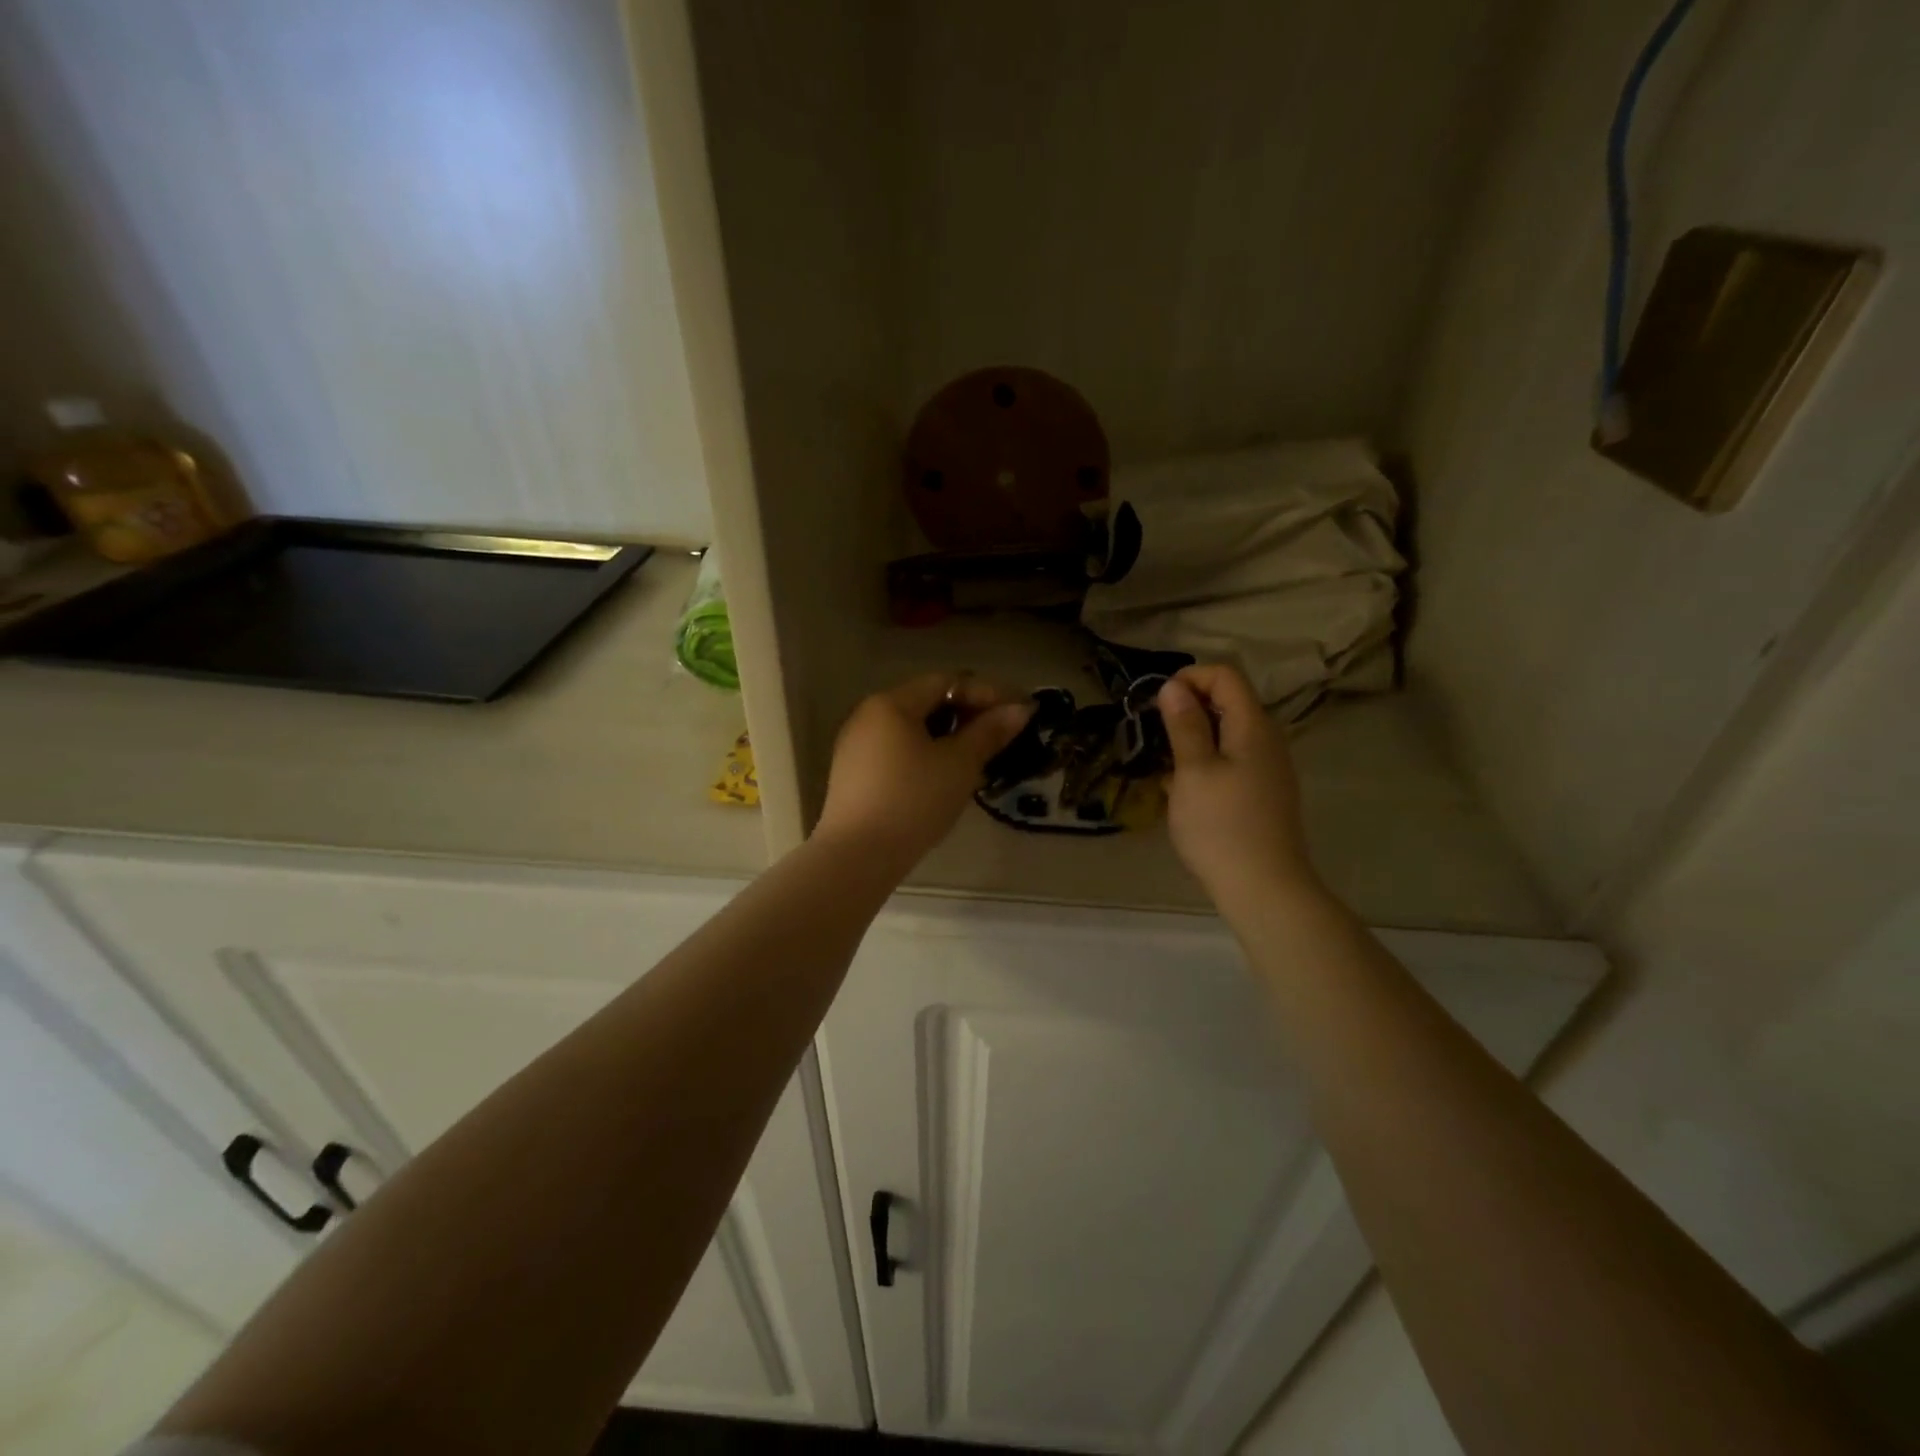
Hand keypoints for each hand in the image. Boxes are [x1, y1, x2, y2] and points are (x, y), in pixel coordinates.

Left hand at [814, 674, 1031, 871]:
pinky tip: (945, 777)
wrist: (857, 856)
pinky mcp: (853, 774)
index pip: (946, 681)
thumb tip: (1021, 708)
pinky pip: (897, 751)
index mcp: (891, 703)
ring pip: (911, 729)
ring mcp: (856, 745)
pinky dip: (926, 754)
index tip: (1017, 712)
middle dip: (967, 715)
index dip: (986, 693)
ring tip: (978, 758)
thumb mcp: (959, 765)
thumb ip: (990, 732)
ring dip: (948, 737)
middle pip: (926, 702)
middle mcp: (868, 715)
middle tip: (1001, 735)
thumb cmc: (913, 801)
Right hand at [1158, 665, 1323, 911]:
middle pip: (1229, 701)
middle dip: (1188, 707)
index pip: (1225, 675)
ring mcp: (1269, 768)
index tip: (1157, 704)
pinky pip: (1232, 759)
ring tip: (1164, 764)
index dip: (1189, 678)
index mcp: (1253, 726)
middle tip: (1154, 733)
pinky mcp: (1263, 792)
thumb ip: (1184, 725)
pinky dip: (1205, 761)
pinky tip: (1183, 790)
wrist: (1264, 888)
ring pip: (1227, 733)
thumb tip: (1174, 686)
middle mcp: (1267, 739)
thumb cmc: (1221, 826)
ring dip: (1193, 737)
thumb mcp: (1193, 771)